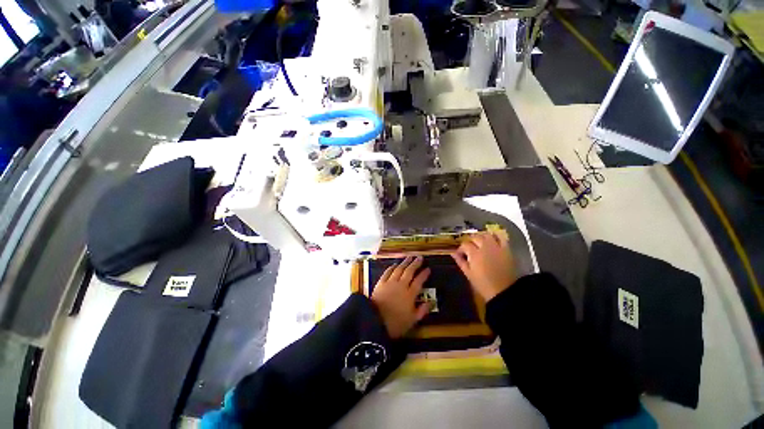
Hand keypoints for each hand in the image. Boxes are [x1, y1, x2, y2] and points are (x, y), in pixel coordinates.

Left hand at [371, 256, 431, 338]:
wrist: (375, 321)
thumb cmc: (395, 323)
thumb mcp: (412, 321)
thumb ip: (422, 311)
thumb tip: (431, 302)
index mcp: (410, 295)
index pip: (419, 281)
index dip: (424, 274)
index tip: (428, 269)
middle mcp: (401, 285)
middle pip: (409, 272)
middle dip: (415, 264)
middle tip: (420, 257)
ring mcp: (390, 283)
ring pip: (399, 269)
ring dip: (405, 262)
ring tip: (409, 257)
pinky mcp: (381, 283)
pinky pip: (387, 272)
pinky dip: (392, 267)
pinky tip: (394, 264)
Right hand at [452, 231, 516, 301]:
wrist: (504, 291)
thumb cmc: (483, 284)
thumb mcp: (468, 274)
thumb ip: (460, 261)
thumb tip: (453, 253)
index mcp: (474, 254)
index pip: (465, 244)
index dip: (461, 248)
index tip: (460, 253)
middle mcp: (485, 247)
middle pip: (475, 237)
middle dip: (470, 241)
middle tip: (468, 247)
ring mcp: (496, 247)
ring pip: (486, 234)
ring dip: (481, 236)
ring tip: (479, 241)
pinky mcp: (506, 249)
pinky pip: (501, 237)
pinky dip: (495, 235)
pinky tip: (491, 238)